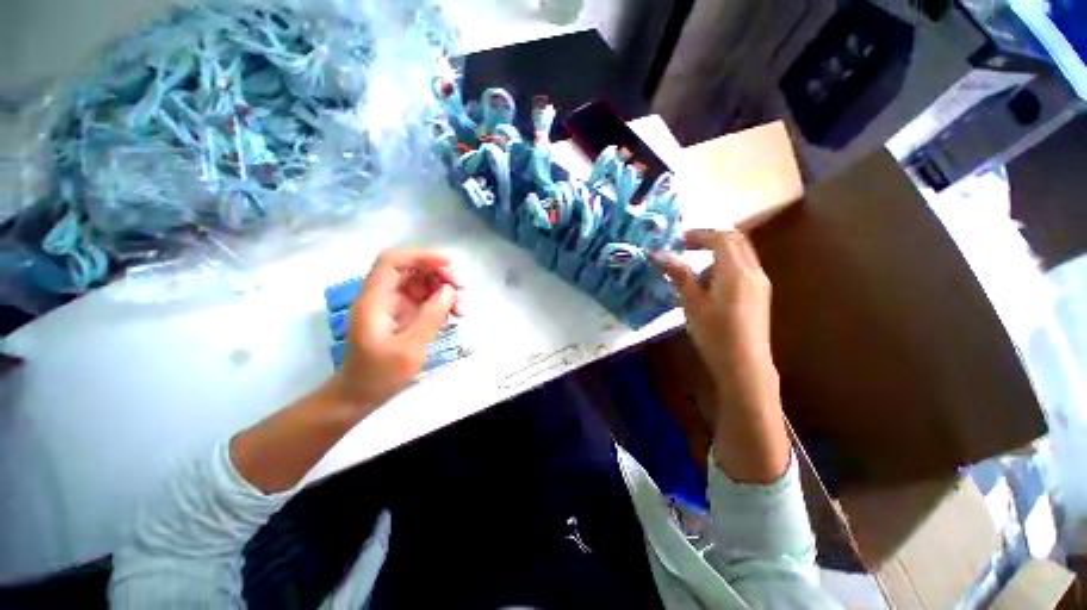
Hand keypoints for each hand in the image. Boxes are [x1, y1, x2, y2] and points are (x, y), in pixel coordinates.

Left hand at [332, 248, 462, 412]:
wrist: (360, 395)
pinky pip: (423, 298)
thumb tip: (449, 291)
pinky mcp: (401, 314)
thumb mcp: (410, 348)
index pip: (393, 261)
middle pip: (411, 269)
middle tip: (461, 291)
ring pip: (420, 283)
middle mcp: (382, 296)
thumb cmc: (380, 374)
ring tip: (460, 308)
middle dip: (438, 274)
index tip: (450, 264)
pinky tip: (451, 316)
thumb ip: (431, 316)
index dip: (421, 256)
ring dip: (442, 289)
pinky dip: (439, 302)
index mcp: (375, 299)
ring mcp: (392, 305)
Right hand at [653, 229, 788, 483]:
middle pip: (736, 240)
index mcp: (736, 272)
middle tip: (686, 246)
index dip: (699, 234)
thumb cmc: (715, 334)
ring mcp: (760, 283)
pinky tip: (709, 284)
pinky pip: (743, 268)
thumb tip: (657, 254)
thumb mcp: (692, 303)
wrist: (745, 366)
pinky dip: (725, 265)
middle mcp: (753, 272)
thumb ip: (678, 275)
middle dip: (710, 238)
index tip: (678, 240)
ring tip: (693, 267)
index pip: (721, 238)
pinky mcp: (760, 295)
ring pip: (741, 254)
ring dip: (718, 252)